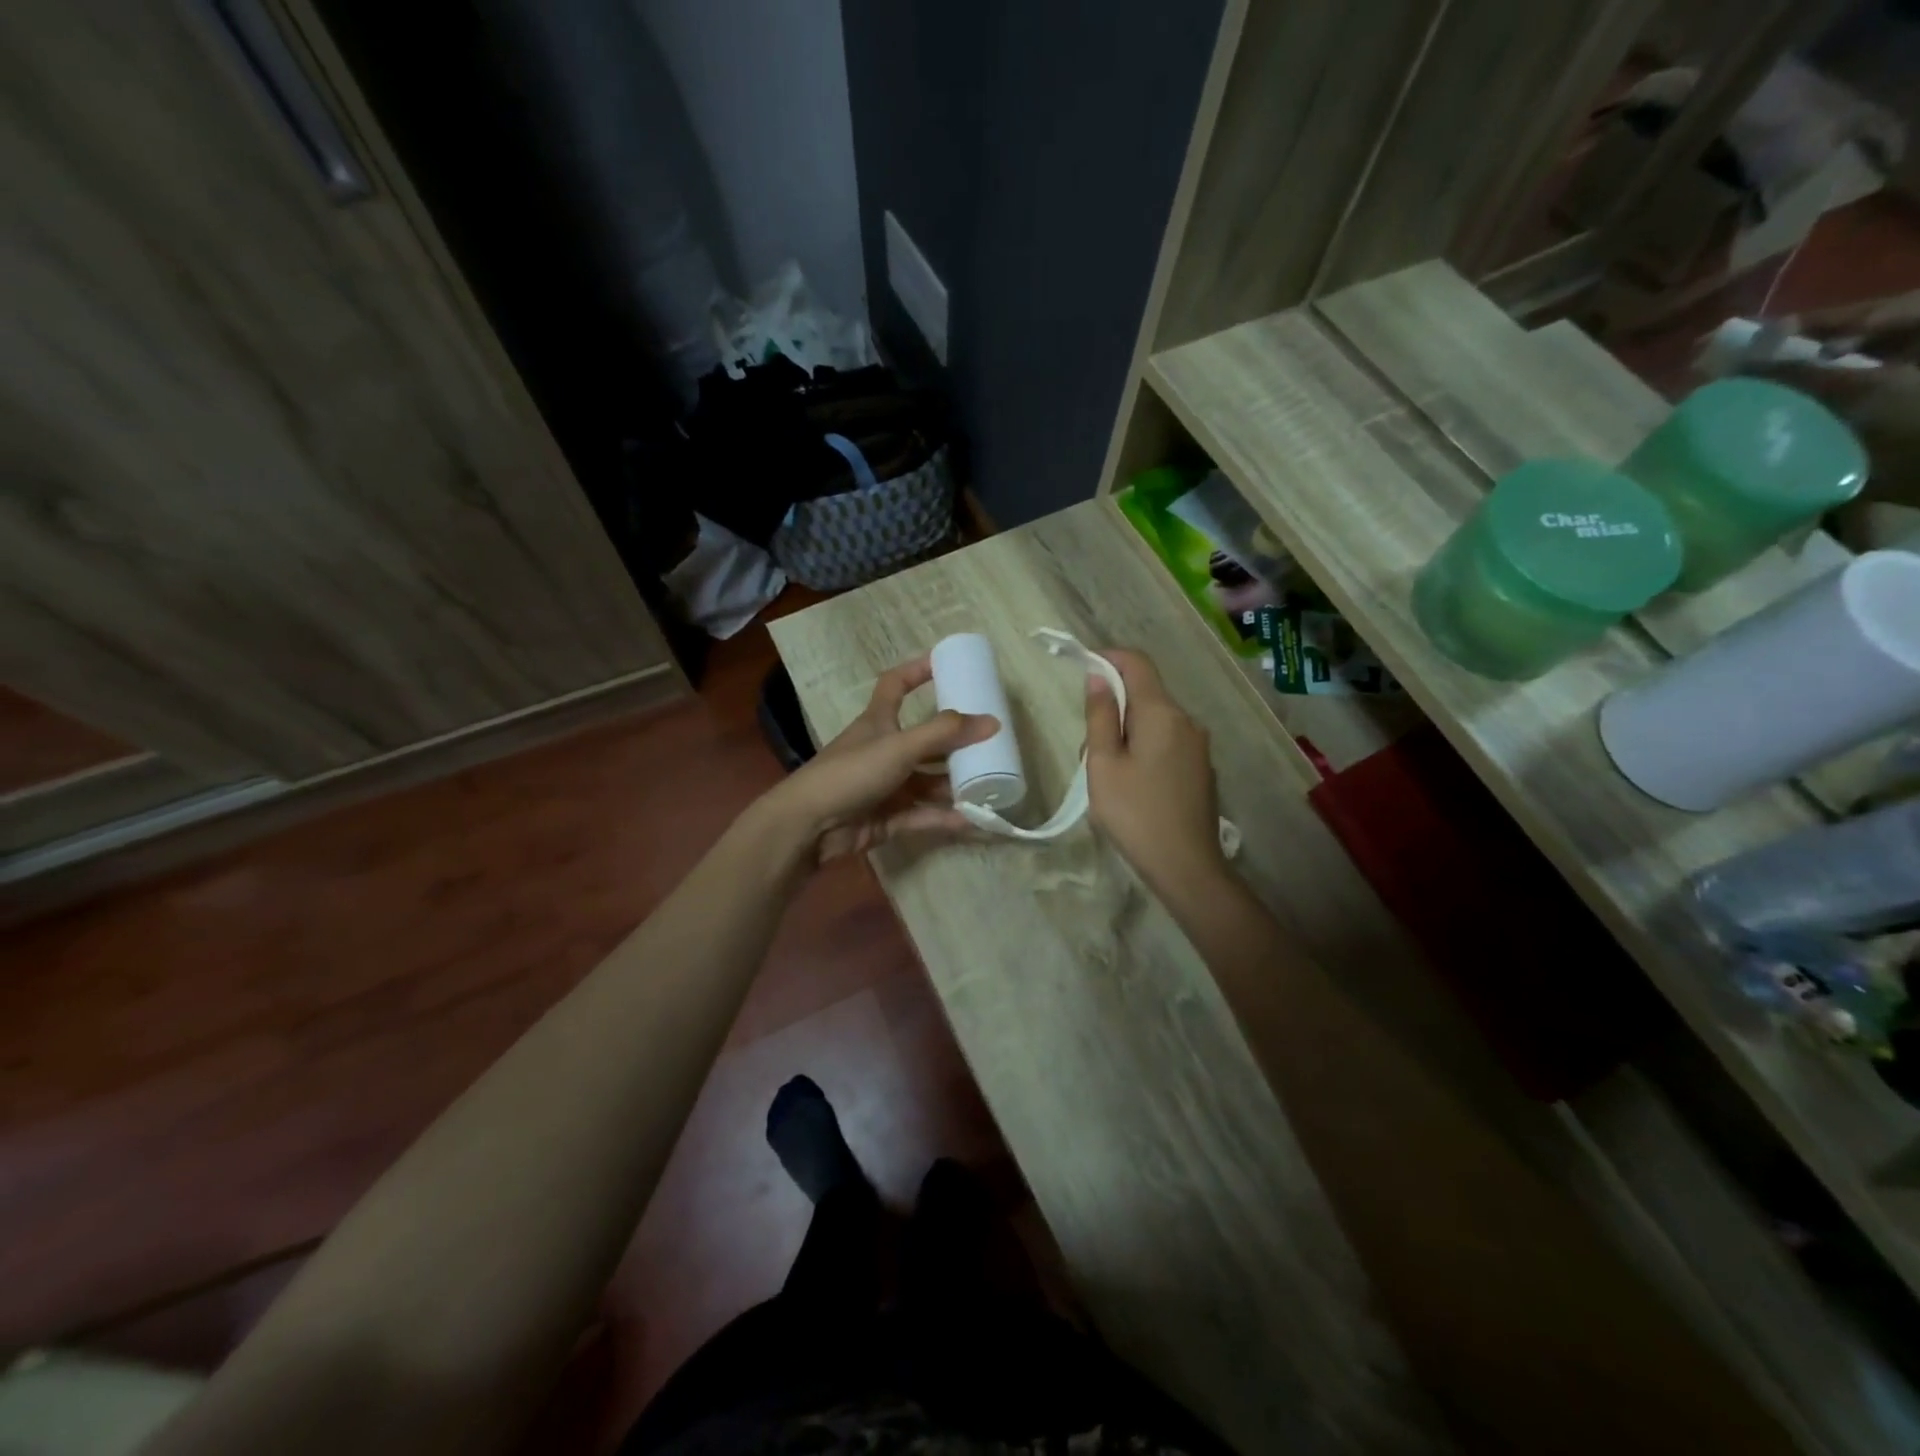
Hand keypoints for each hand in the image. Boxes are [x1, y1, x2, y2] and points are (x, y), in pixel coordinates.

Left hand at [763, 655, 998, 864]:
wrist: (809, 825)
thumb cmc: (851, 773)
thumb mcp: (899, 746)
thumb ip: (944, 733)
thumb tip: (993, 721)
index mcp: (879, 722)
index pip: (895, 685)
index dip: (917, 670)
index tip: (946, 663)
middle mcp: (883, 750)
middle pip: (925, 741)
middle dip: (955, 742)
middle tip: (991, 742)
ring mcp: (886, 786)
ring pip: (927, 782)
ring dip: (954, 784)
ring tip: (990, 785)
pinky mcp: (887, 818)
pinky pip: (923, 815)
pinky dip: (945, 817)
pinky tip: (973, 820)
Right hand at [1083, 649, 1227, 898]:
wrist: (1186, 866)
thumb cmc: (1135, 813)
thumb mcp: (1103, 764)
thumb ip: (1100, 716)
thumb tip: (1098, 677)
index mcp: (1161, 713)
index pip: (1137, 663)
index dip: (1108, 659)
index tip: (1082, 671)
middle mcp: (1186, 721)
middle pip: (1144, 695)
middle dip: (1112, 710)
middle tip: (1089, 752)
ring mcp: (1198, 746)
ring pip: (1154, 723)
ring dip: (1126, 735)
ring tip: (1108, 779)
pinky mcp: (1200, 769)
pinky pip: (1166, 744)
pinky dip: (1144, 751)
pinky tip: (1133, 790)